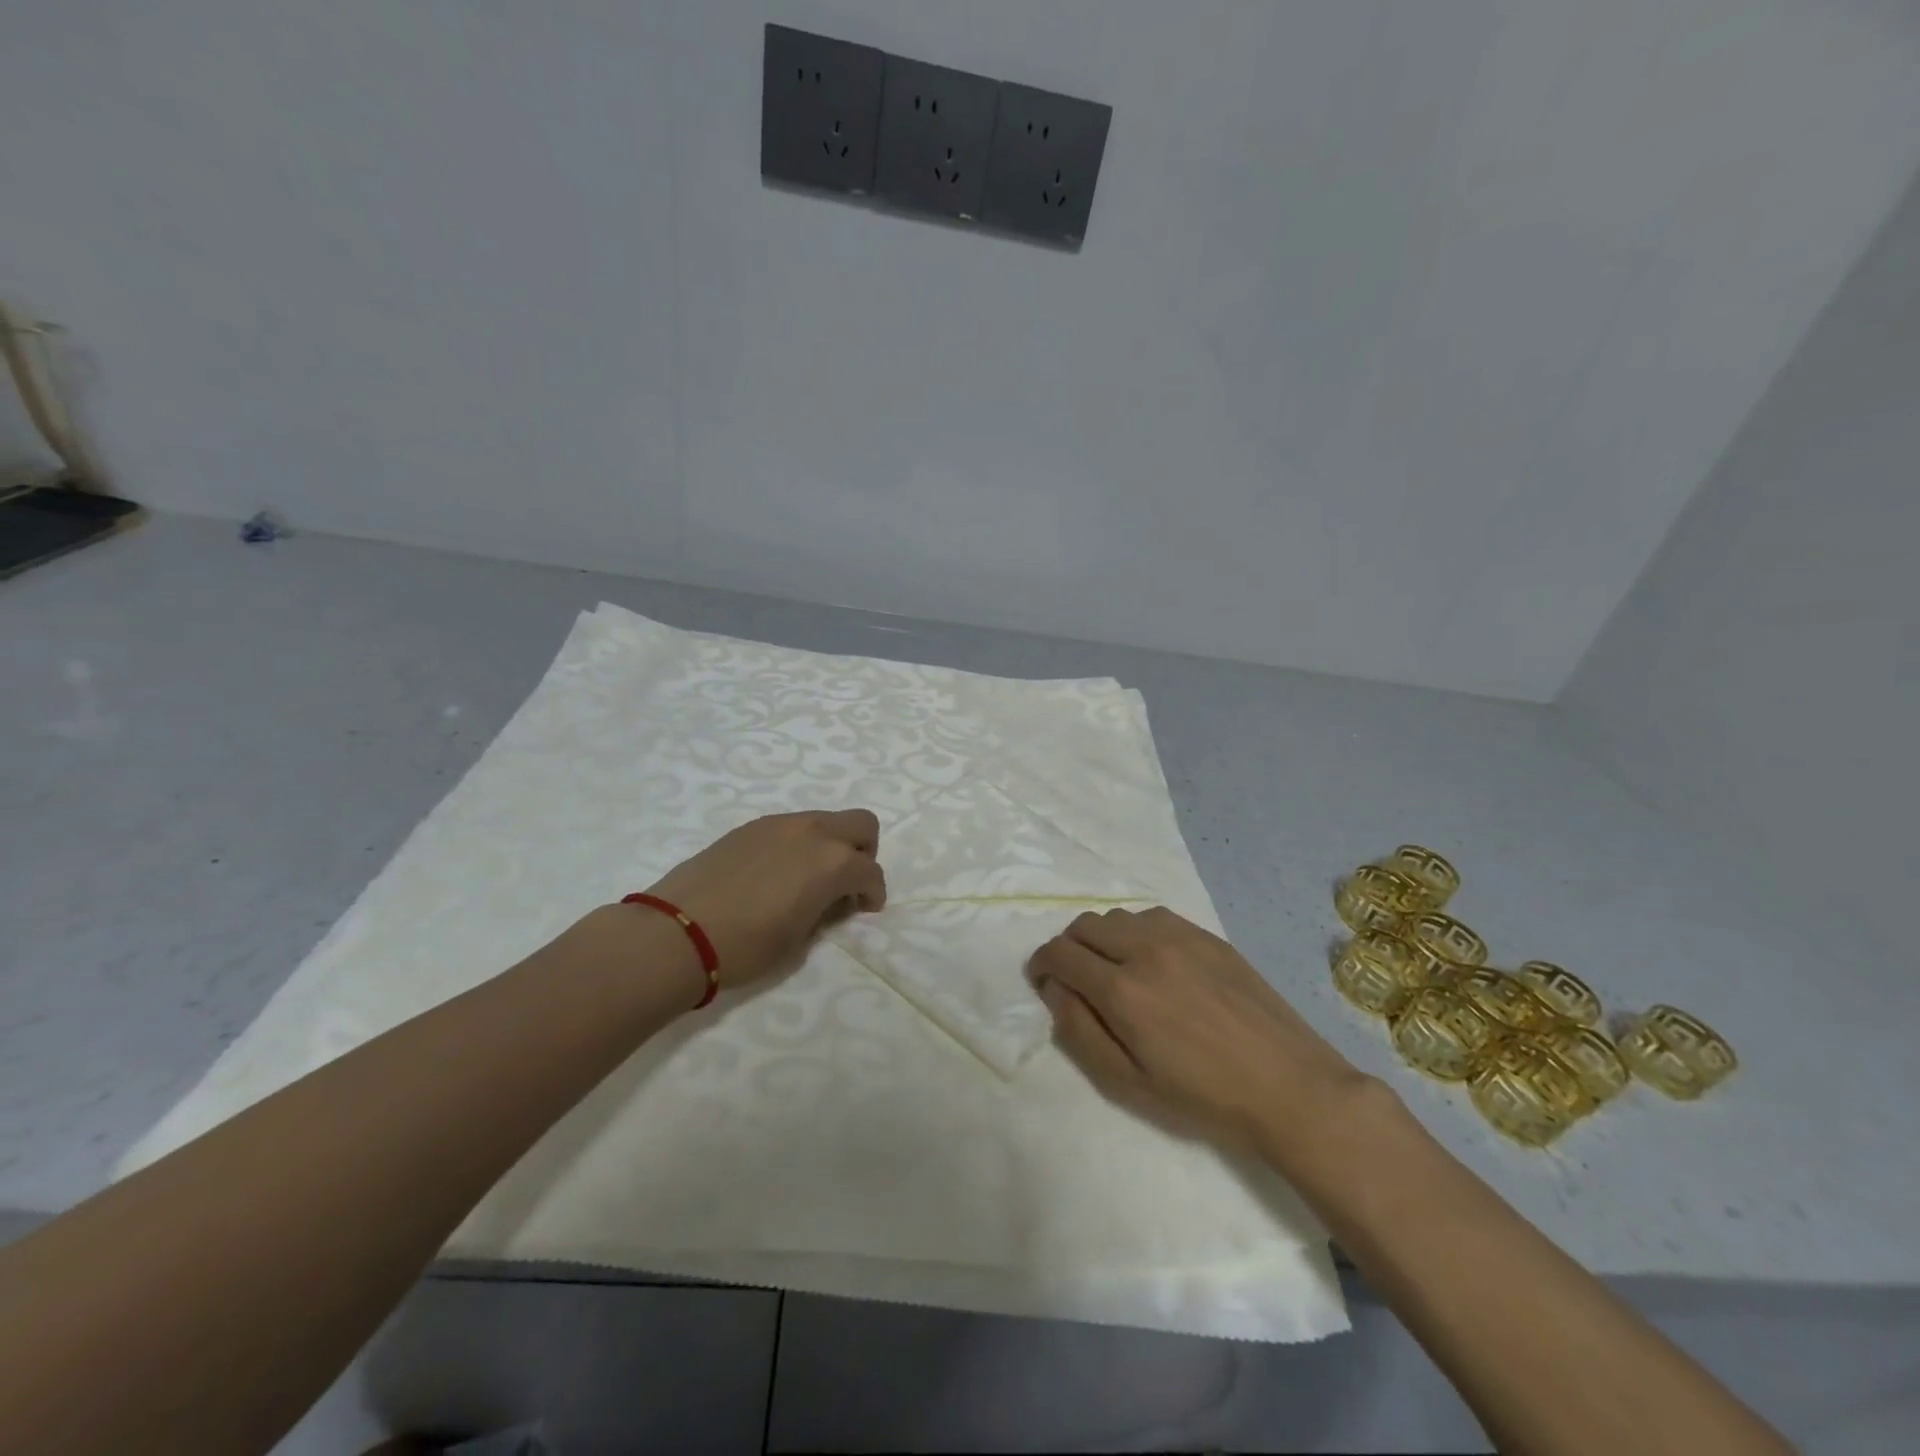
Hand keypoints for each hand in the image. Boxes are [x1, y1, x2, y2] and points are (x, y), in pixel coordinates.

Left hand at [640, 809, 885, 989]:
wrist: (677, 932)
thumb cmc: (746, 946)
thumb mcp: (799, 940)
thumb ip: (824, 912)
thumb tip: (828, 901)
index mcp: (833, 863)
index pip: (871, 871)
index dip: (873, 893)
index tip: (864, 909)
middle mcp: (813, 832)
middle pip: (861, 824)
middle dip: (863, 852)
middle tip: (846, 883)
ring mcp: (779, 824)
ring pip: (824, 821)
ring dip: (829, 845)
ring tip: (807, 879)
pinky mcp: (750, 827)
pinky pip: (790, 827)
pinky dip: (798, 845)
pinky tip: (775, 874)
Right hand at [1030, 906, 1369, 1156]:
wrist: (1290, 1088)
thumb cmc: (1204, 1098)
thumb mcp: (1129, 1084)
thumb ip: (1080, 1032)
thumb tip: (1055, 990)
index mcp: (1123, 989)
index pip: (1060, 953)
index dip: (1041, 965)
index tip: (1043, 981)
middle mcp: (1146, 949)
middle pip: (1084, 925)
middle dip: (1068, 948)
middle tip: (1076, 979)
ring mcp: (1180, 937)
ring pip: (1119, 916)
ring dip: (1103, 938)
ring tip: (1117, 971)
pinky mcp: (1208, 936)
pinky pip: (1154, 917)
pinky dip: (1137, 932)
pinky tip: (1154, 962)